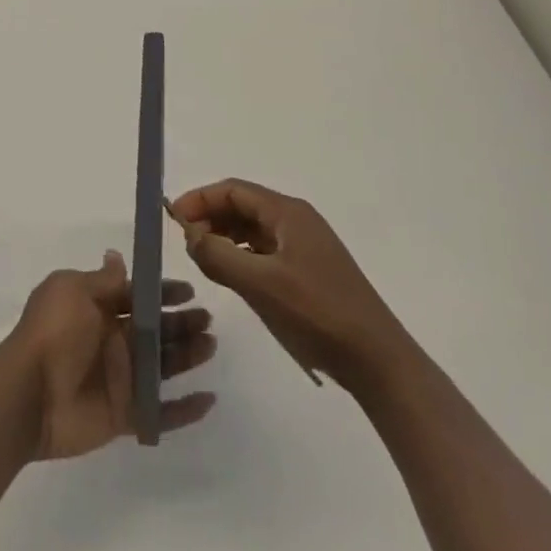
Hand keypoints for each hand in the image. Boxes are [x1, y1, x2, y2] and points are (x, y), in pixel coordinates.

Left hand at [5, 251, 217, 459]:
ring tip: (210, 346)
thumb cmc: (53, 333)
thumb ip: (102, 279)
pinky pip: (160, 413)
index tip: (189, 291)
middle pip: (155, 330)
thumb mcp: (73, 291)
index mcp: (98, 309)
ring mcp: (119, 379)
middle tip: (207, 320)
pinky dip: (184, 410)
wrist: (30, 393)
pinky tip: (208, 400)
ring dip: (188, 356)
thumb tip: (116, 256)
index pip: (137, 296)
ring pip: (163, 366)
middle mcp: (111, 341)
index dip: (163, 293)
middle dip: (182, 323)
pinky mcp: (125, 415)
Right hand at [172, 179, 407, 392]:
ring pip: (252, 229)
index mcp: (288, 213)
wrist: (378, 361)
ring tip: (201, 258)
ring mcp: (305, 246)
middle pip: (242, 205)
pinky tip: (230, 275)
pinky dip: (241, 255)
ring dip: (223, 236)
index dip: (199, 199)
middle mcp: (297, 220)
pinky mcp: (309, 271)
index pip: (233, 190)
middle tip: (184, 243)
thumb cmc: (318, 314)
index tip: (172, 220)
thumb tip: (189, 234)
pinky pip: (265, 250)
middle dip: (209, 217)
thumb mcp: (260, 284)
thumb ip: (218, 255)